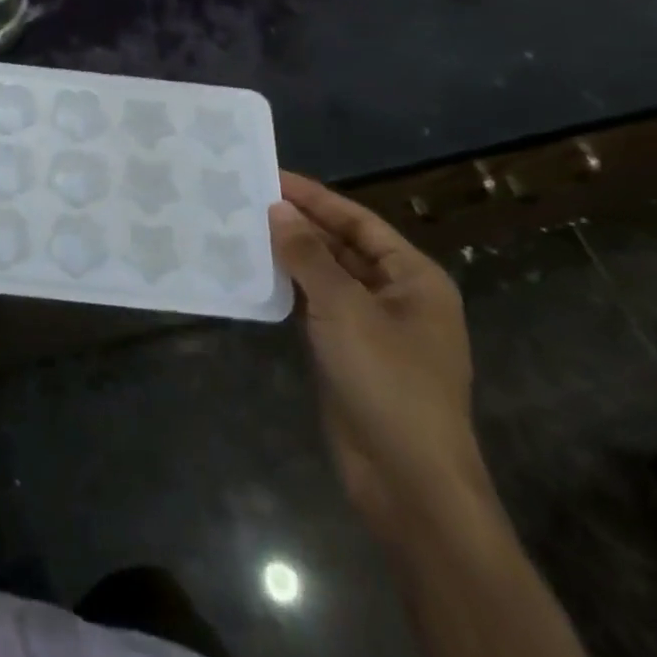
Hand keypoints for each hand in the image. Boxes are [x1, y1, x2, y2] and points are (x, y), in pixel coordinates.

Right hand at [271, 172, 488, 543]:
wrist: (407, 480)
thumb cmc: (388, 382)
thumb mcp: (346, 308)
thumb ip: (309, 255)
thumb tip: (278, 209)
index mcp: (414, 277)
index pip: (359, 221)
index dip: (315, 197)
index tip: (270, 175)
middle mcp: (396, 296)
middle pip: (342, 246)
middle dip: (299, 224)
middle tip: (246, 199)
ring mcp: (372, 327)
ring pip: (325, 277)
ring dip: (290, 255)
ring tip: (242, 229)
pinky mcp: (347, 353)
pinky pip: (315, 307)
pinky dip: (289, 289)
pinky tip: (254, 274)